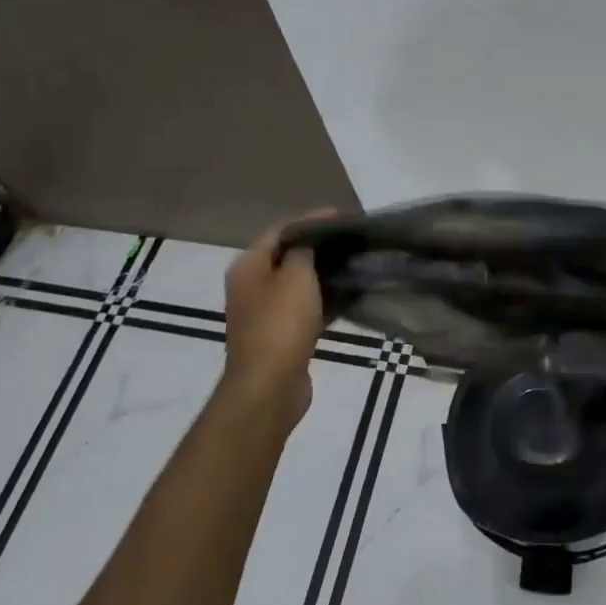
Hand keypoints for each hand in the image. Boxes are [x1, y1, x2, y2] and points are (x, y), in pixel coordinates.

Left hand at [221, 212, 333, 428]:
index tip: (342, 217)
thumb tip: (310, 239)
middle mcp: (252, 287)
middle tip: (352, 240)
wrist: (269, 387)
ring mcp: (265, 314)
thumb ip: (304, 250)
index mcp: (249, 266)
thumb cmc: (281, 324)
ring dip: (325, 275)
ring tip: (357, 264)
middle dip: (320, 248)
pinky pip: (307, 309)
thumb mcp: (296, 276)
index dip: (310, 220)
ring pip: (299, 285)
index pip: (280, 231)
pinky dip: (326, 301)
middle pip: (288, 257)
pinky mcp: (281, 337)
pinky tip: (351, 297)